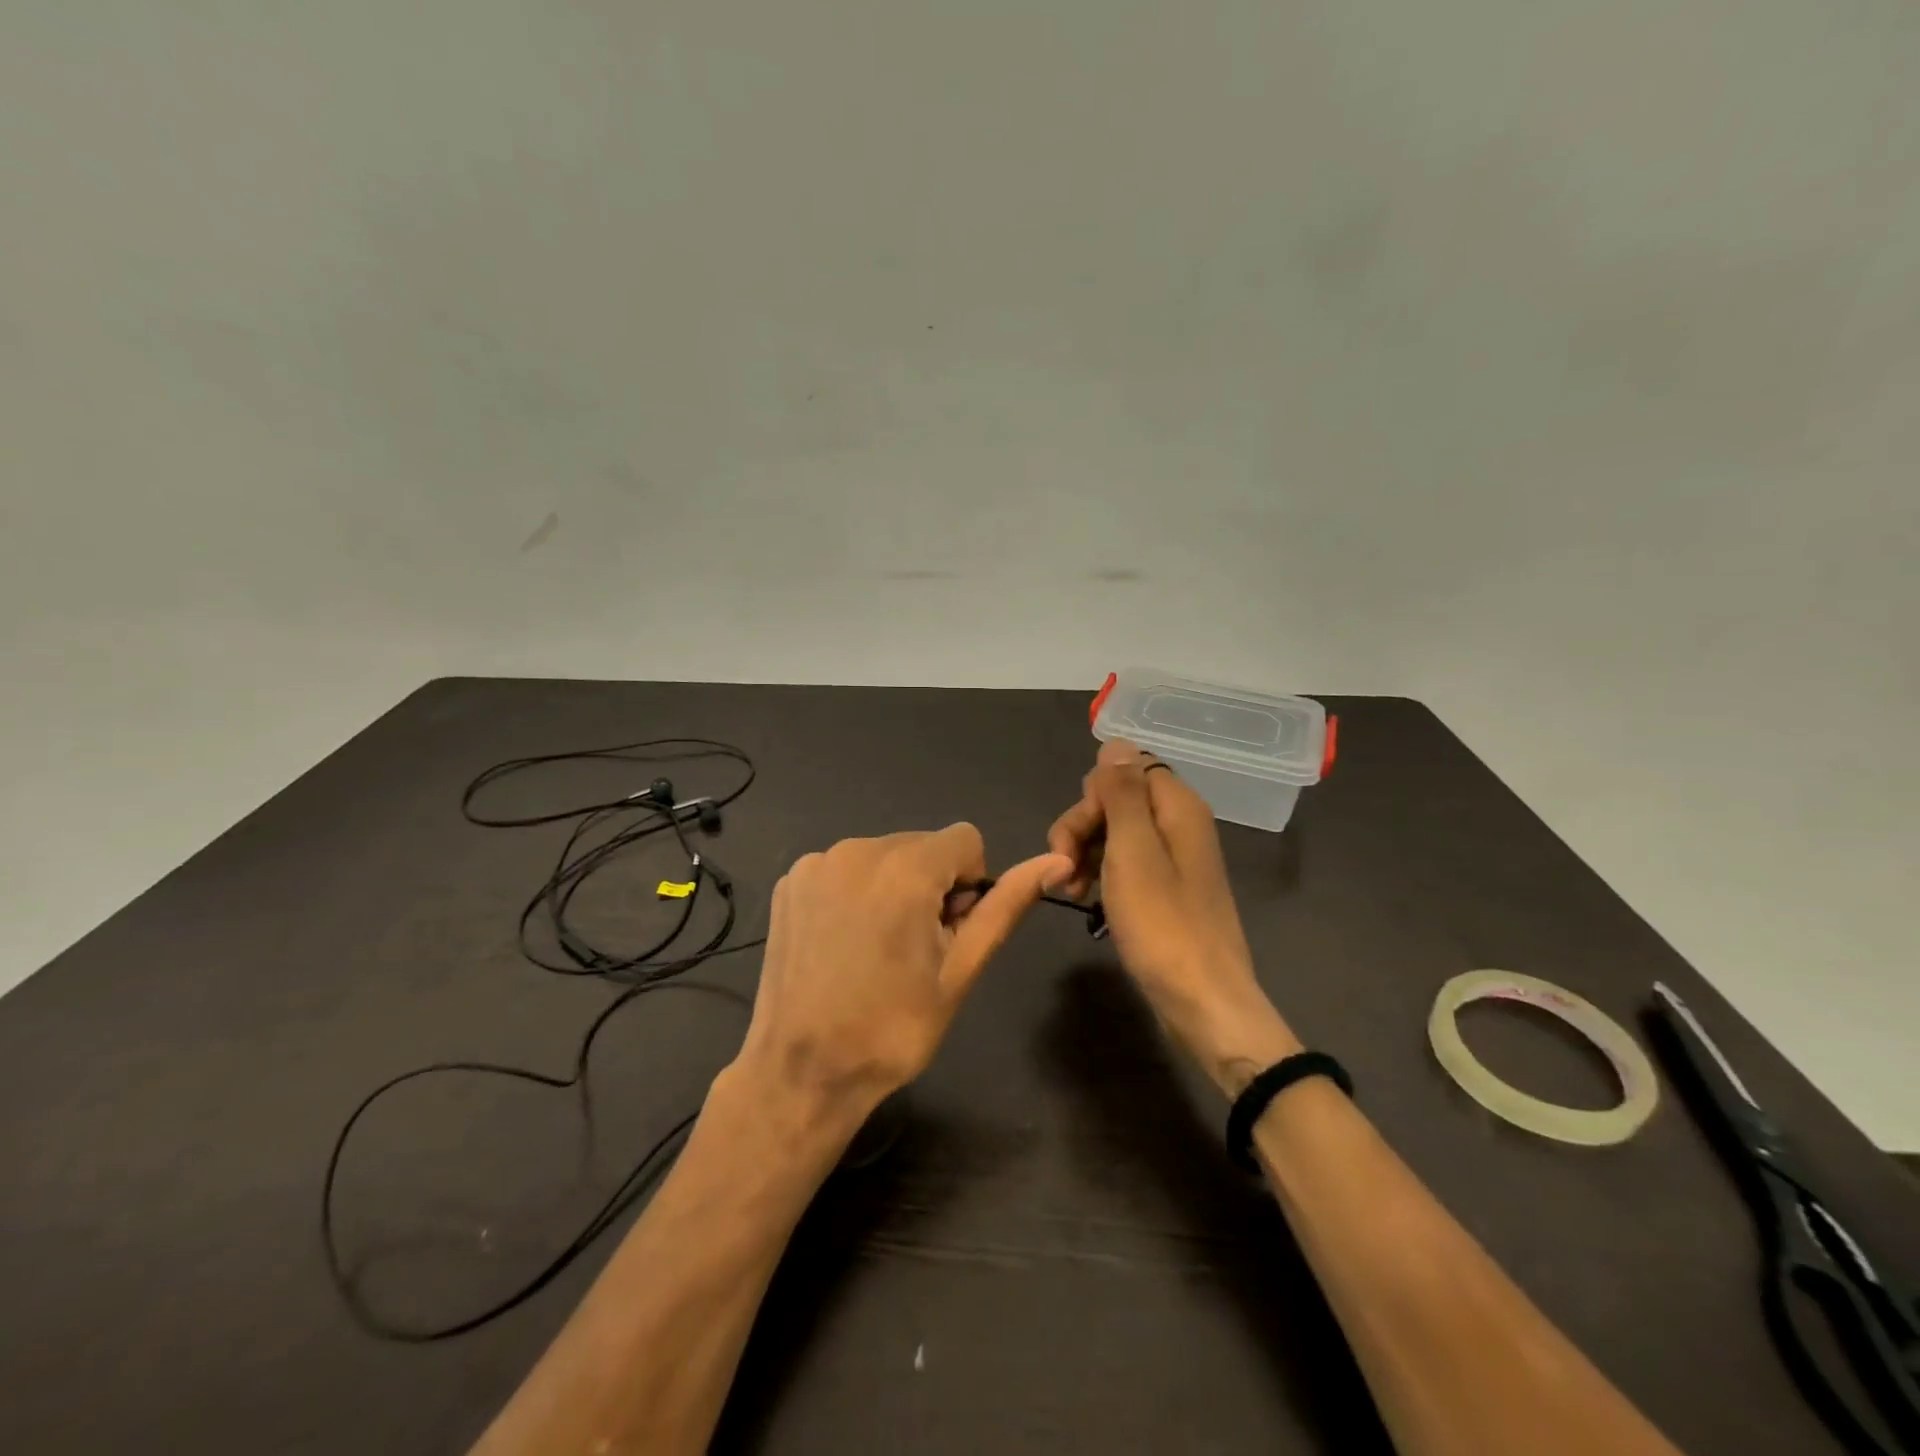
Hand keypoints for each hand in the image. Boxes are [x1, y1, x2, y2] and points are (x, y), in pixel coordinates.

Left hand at [728, 825, 1071, 1128]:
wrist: (802, 1070)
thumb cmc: (893, 1027)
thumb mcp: (961, 969)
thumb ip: (1006, 905)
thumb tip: (1057, 861)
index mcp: (905, 868)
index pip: (966, 840)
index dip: (969, 885)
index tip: (947, 931)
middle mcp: (857, 849)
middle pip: (922, 845)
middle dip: (930, 884)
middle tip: (914, 947)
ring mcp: (817, 863)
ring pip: (882, 854)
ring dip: (892, 886)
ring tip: (876, 948)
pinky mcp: (790, 880)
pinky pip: (843, 867)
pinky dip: (854, 892)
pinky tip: (842, 942)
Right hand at [1048, 741, 1300, 1094]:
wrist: (1204, 1002)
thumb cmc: (1163, 926)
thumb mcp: (1133, 852)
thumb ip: (1123, 793)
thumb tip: (1115, 743)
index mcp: (1177, 807)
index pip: (1123, 770)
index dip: (1091, 799)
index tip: (1074, 839)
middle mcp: (1179, 824)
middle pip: (1117, 800)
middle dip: (1082, 828)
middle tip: (1064, 871)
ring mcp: (1174, 858)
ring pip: (1116, 832)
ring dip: (1085, 854)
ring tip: (1071, 892)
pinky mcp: (1166, 889)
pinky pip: (1126, 863)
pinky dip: (1101, 874)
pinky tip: (1087, 900)